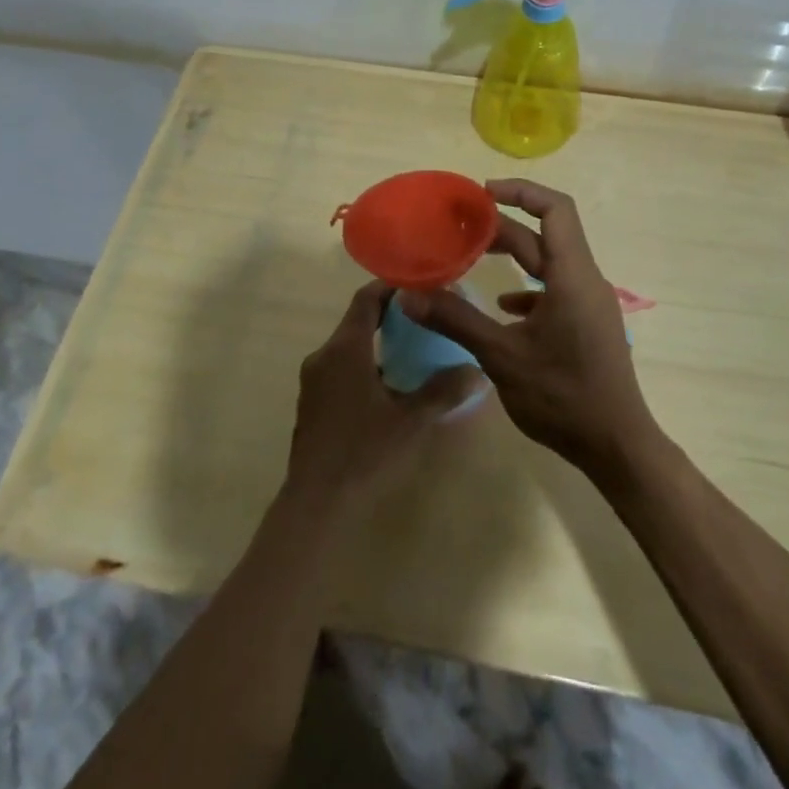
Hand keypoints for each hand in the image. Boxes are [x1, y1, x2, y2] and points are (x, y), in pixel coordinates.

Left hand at [284, 280, 486, 512]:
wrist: (316, 503)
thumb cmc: (365, 453)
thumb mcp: (411, 421)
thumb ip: (444, 391)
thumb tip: (476, 370)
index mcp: (345, 349)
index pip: (366, 299)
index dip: (391, 287)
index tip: (419, 284)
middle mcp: (324, 356)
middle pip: (357, 320)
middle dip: (389, 314)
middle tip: (424, 316)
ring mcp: (313, 380)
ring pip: (348, 346)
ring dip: (377, 341)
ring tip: (411, 349)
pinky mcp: (312, 403)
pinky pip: (340, 367)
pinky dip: (364, 362)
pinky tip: (387, 385)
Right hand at [398, 180, 661, 478]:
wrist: (616, 446)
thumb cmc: (562, 396)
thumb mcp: (502, 356)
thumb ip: (456, 320)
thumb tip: (409, 296)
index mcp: (571, 276)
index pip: (555, 209)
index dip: (521, 191)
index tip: (482, 193)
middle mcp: (585, 280)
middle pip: (546, 235)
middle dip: (503, 226)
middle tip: (462, 226)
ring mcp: (589, 303)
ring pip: (549, 263)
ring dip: (514, 256)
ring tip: (473, 256)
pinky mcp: (586, 324)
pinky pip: (555, 290)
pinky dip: (526, 288)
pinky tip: (502, 307)